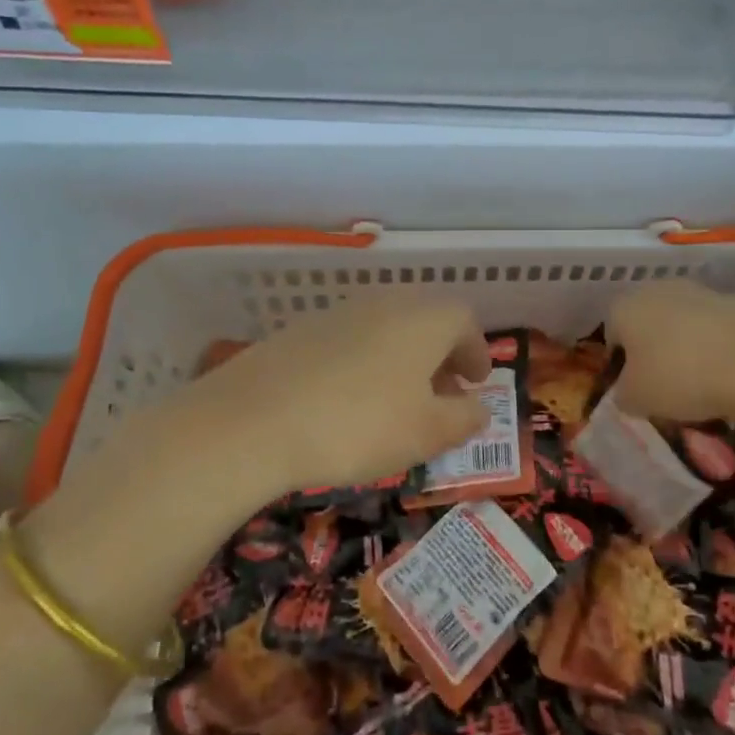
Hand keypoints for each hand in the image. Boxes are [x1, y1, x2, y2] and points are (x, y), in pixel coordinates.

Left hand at [154, 293, 490, 496]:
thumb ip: (464, 418)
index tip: (476, 383)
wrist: (255, 418)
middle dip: (441, 354)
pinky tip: (351, 398)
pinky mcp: (304, 328)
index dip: (476, 352)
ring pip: (388, 327)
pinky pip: (352, 338)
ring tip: (398, 400)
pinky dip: (367, 361)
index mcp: (425, 318)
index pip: (465, 321)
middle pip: (426, 319)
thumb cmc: (360, 424)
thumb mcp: (427, 433)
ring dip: (404, 357)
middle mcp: (387, 301)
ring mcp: (341, 311)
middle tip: (443, 392)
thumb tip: (480, 408)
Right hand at [607, 279, 734, 430]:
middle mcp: (656, 289)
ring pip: (680, 327)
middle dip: (652, 355)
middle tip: (666, 391)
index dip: (620, 368)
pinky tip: (727, 377)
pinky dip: (715, 351)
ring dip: (685, 352)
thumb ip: (622, 395)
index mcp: (623, 306)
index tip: (637, 394)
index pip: (610, 336)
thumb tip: (627, 391)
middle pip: (646, 326)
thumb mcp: (636, 400)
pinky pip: (712, 331)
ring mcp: (698, 291)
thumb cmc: (681, 377)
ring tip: (701, 389)